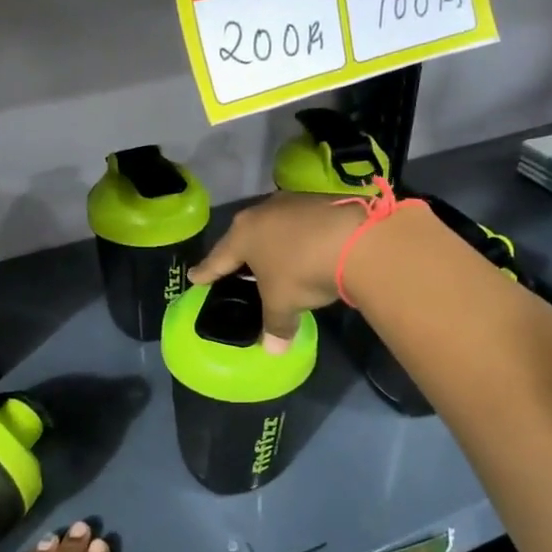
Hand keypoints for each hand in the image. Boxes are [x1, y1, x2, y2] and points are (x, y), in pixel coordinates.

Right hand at [190, 192, 366, 350]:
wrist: (356, 238)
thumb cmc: (302, 271)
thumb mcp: (283, 303)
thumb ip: (275, 325)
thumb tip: (273, 351)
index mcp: (242, 235)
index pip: (218, 258)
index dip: (207, 272)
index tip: (195, 276)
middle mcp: (261, 212)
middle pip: (244, 236)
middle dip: (239, 253)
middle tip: (234, 268)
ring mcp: (292, 202)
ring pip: (273, 226)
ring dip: (272, 242)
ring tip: (273, 258)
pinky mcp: (320, 200)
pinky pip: (300, 222)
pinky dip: (299, 237)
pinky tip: (307, 249)